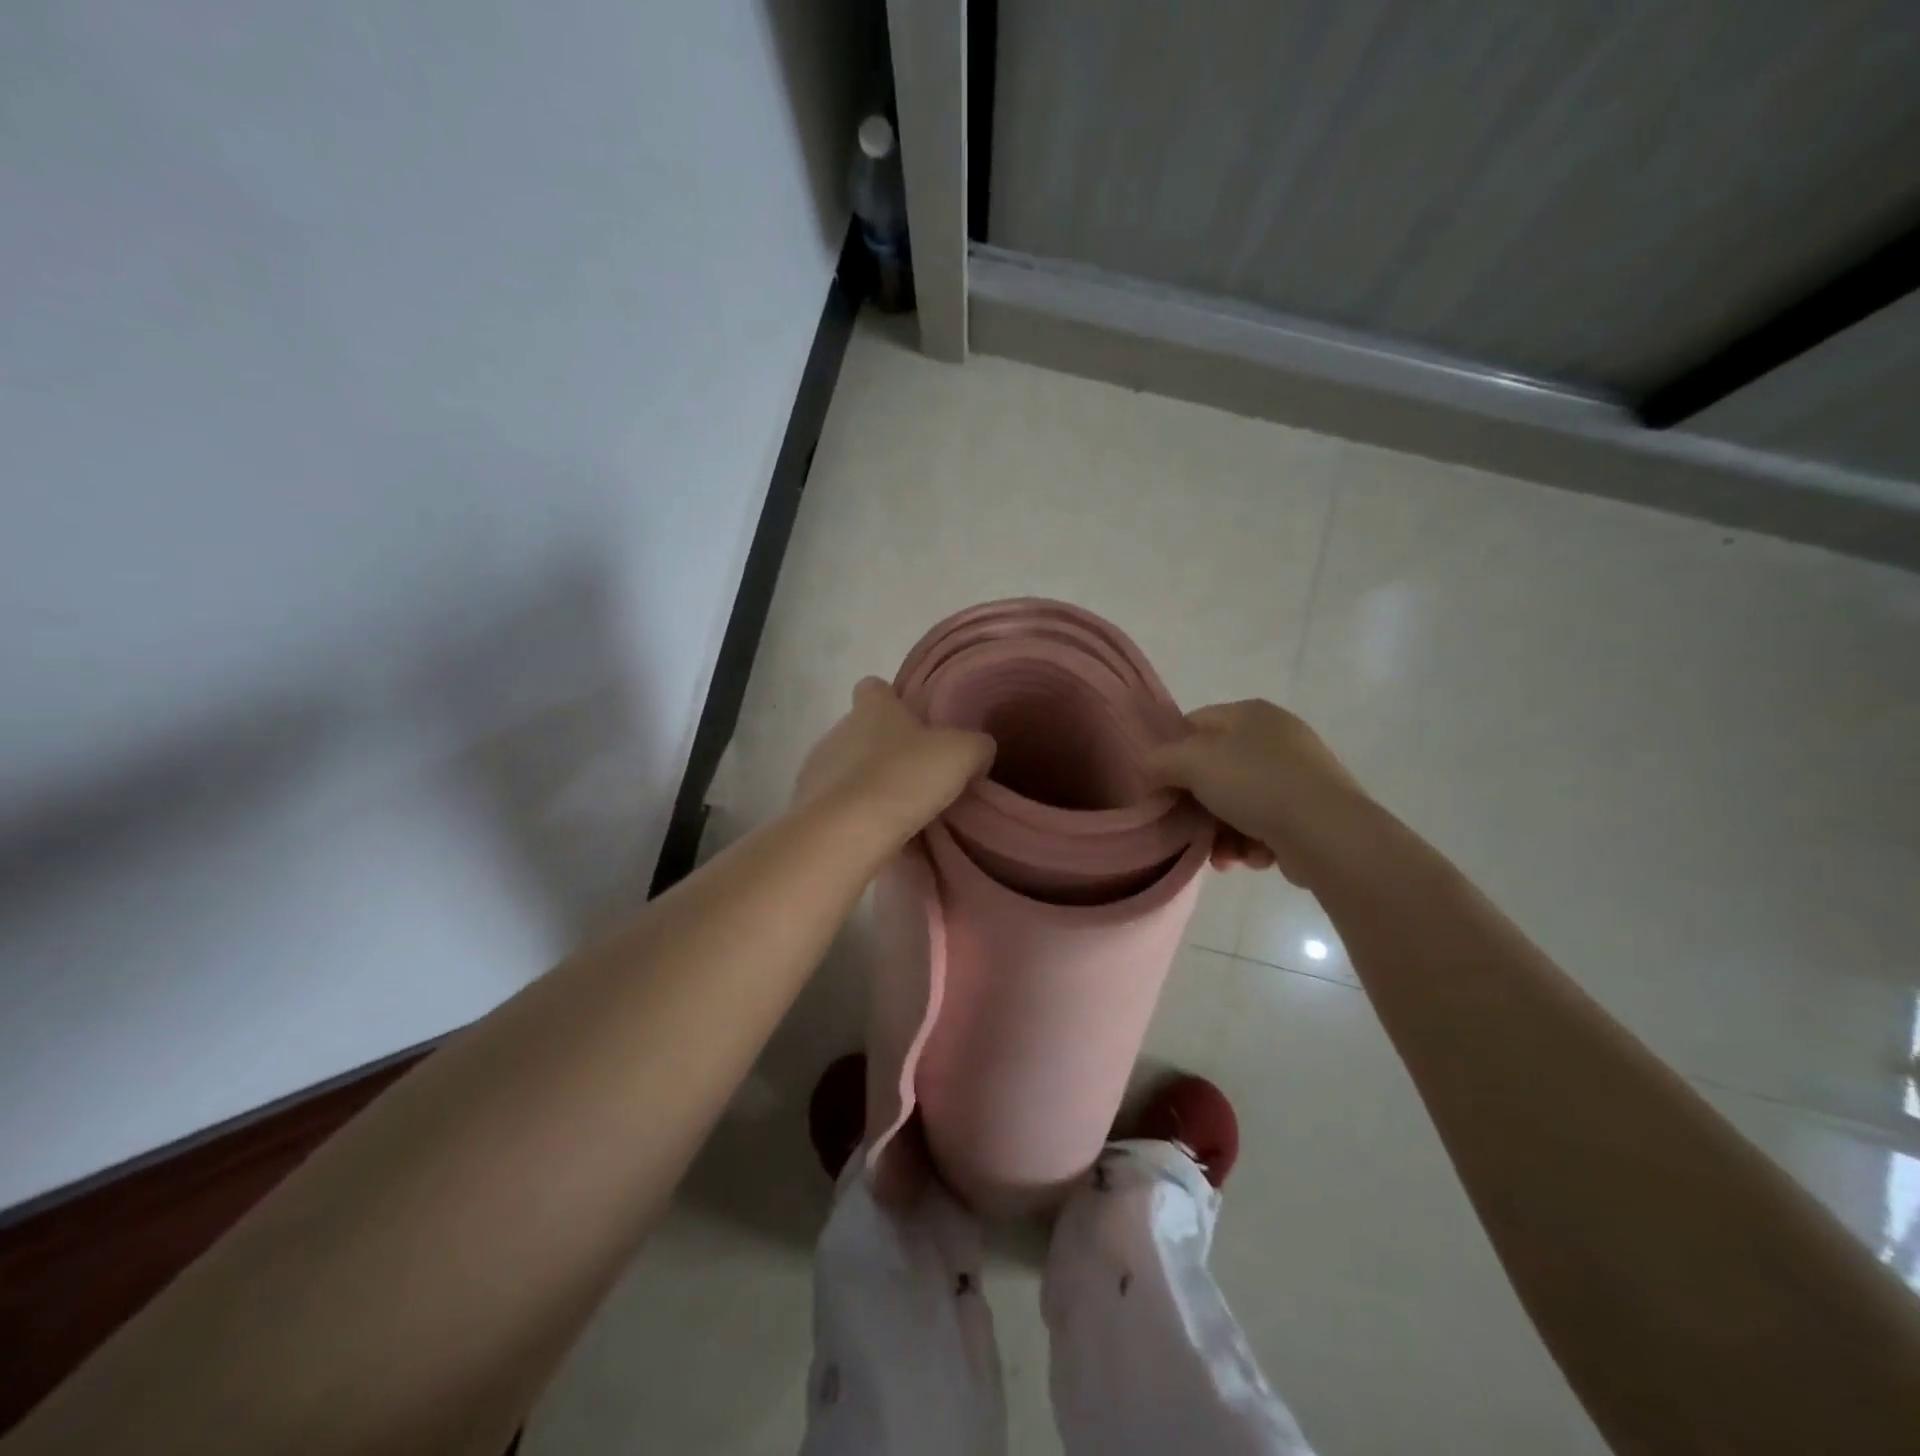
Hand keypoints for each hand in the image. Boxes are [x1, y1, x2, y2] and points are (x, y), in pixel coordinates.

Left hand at [795, 678, 994, 845]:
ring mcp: (818, 768)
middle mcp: (839, 729)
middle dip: (885, 749)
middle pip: (862, 730)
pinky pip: (838, 805)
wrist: (847, 832)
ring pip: (848, 768)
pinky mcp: (809, 806)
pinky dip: (855, 815)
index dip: (892, 699)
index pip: (875, 687)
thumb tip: (977, 750)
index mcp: (873, 708)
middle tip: (918, 774)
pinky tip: (878, 834)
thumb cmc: (906, 777)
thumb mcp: (963, 754)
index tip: (913, 721)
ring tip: (898, 810)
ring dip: (869, 783)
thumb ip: (976, 746)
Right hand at [1145, 700, 1372, 885]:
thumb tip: (1150, 770)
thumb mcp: (1192, 762)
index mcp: (1249, 713)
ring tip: (1222, 857)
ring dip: (1221, 833)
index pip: (1193, 725)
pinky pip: (1265, 823)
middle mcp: (1275, 736)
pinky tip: (1250, 858)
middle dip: (1197, 806)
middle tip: (1188, 829)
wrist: (1327, 832)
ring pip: (1237, 803)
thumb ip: (1159, 761)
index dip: (1171, 755)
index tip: (1161, 788)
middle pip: (1215, 771)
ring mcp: (1298, 774)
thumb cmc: (1255, 785)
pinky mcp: (1310, 810)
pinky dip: (1251, 842)